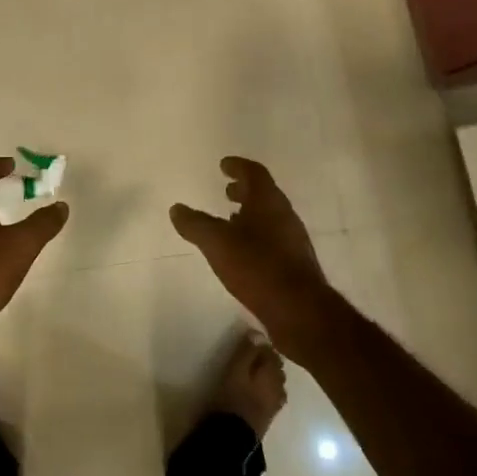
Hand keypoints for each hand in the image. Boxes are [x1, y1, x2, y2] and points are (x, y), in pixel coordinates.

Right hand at [170, 157, 337, 359]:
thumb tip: (176, 208)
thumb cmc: (257, 266)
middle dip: (244, 190)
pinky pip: (273, 238)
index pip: (254, 172)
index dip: (238, 166)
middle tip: (226, 190)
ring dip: (250, 213)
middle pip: (264, 193)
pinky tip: (244, 251)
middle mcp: (284, 214)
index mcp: (268, 201)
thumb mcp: (217, 243)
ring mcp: (293, 239)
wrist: (300, 310)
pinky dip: (257, 234)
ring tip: (230, 220)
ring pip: (269, 216)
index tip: (224, 165)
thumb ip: (195, 224)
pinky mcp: (295, 263)